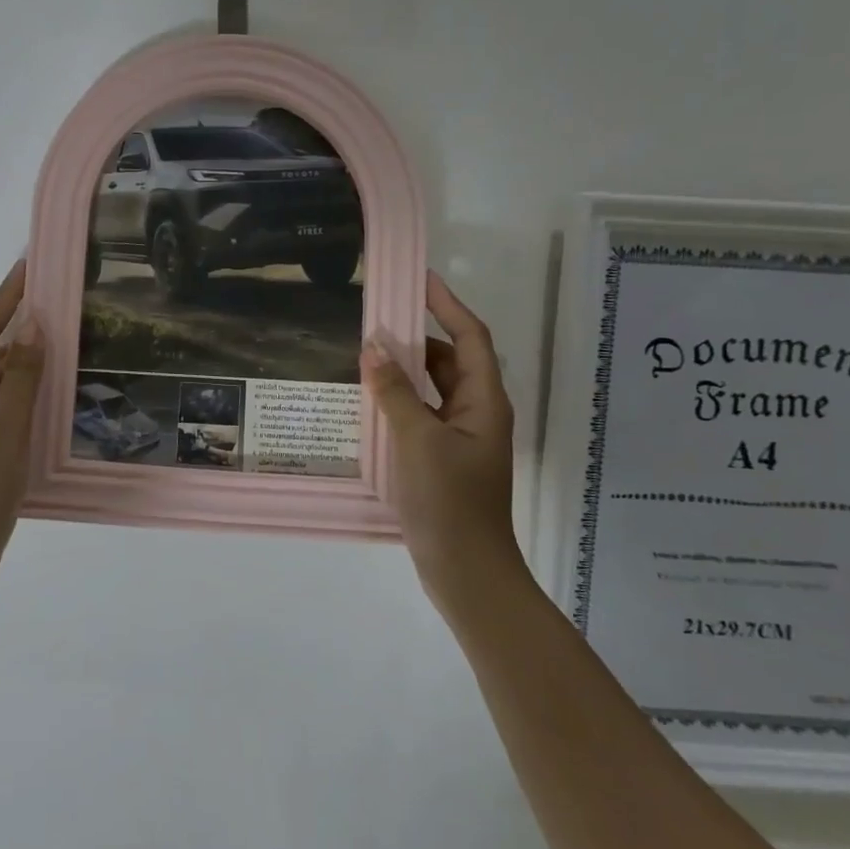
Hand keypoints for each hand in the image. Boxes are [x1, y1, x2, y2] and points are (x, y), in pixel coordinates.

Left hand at [0, 260, 46, 599]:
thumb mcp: (5, 426)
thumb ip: (20, 374)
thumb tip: (33, 324)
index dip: (7, 295)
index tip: (29, 264)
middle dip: (26, 326)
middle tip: (64, 301)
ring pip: (6, 382)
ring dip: (33, 362)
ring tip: (70, 341)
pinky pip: (12, 408)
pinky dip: (34, 396)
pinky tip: (60, 394)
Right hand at [361, 271, 524, 620]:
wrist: (465, 569)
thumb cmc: (448, 500)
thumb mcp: (417, 440)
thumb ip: (395, 391)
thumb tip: (374, 346)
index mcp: (483, 401)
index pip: (470, 337)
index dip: (448, 305)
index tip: (420, 279)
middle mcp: (477, 412)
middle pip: (450, 361)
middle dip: (418, 338)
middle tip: (376, 319)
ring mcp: (460, 437)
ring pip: (433, 389)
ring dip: (405, 371)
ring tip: (366, 355)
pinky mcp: (443, 458)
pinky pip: (422, 415)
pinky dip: (399, 401)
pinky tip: (370, 401)